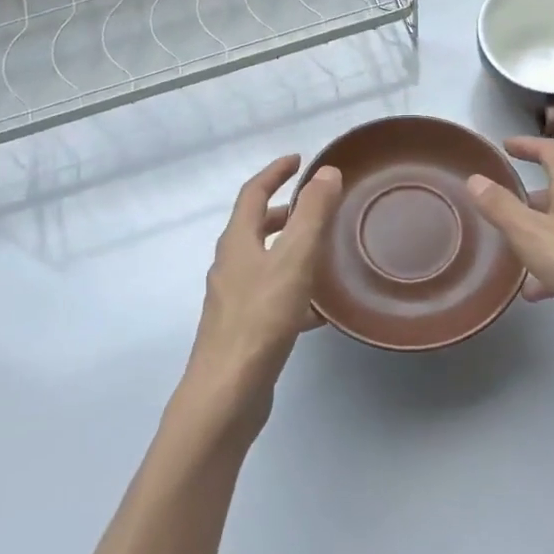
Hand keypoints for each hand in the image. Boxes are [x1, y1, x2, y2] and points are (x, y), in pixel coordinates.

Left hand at [187, 155, 343, 410]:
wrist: (227, 393)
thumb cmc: (261, 319)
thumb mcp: (294, 259)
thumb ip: (312, 214)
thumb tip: (326, 172)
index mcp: (237, 242)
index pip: (253, 193)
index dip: (275, 172)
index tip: (298, 160)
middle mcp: (230, 266)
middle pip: (256, 228)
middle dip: (285, 212)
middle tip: (317, 208)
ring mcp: (234, 300)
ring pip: (266, 263)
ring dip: (291, 251)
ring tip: (326, 254)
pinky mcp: (244, 330)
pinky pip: (273, 297)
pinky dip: (296, 291)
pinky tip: (321, 311)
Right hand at [466, 137, 553, 347]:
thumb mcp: (531, 233)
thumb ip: (501, 207)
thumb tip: (475, 178)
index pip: (550, 150)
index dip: (527, 145)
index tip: (507, 146)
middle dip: (532, 195)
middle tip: (507, 204)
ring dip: (542, 233)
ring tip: (516, 253)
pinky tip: (539, 291)